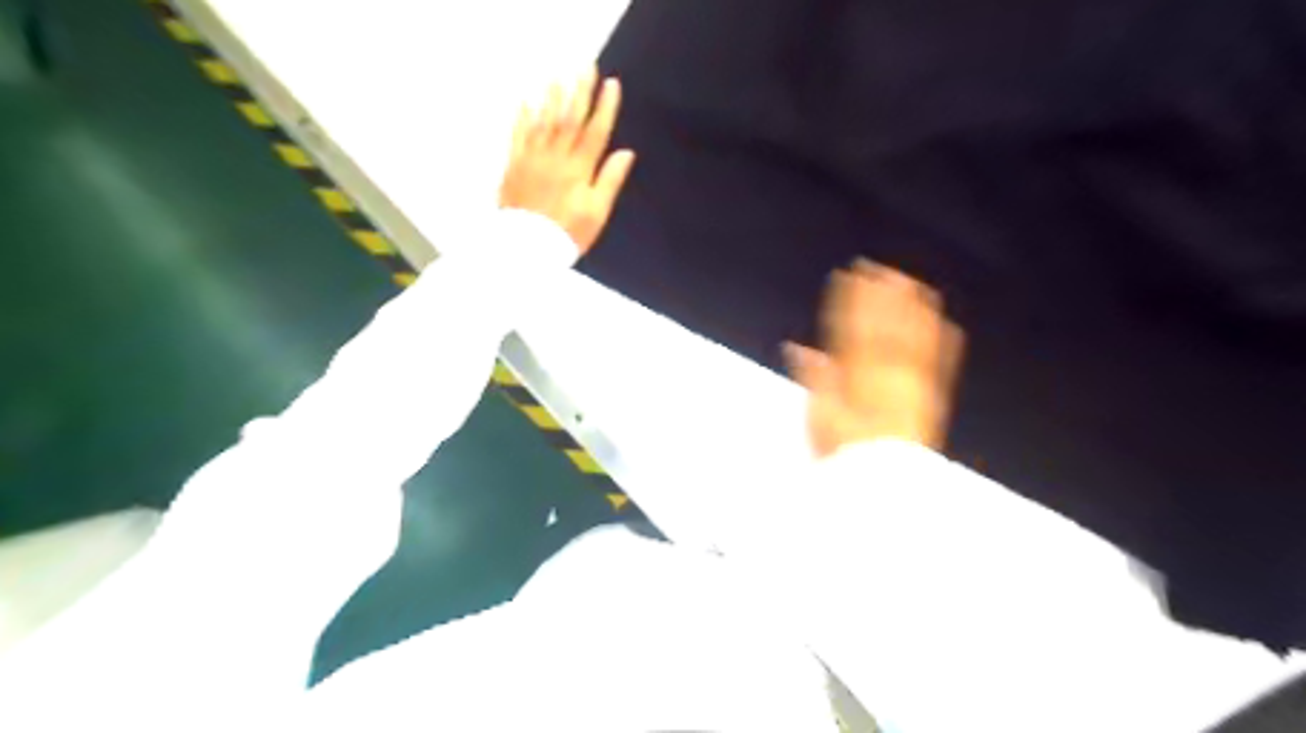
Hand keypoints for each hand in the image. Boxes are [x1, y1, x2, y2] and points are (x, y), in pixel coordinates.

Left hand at [502, 69, 638, 255]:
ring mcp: (532, 159)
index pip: (595, 132)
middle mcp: (556, 158)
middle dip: (580, 92)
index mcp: (579, 170)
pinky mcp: (514, 167)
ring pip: (544, 122)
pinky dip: (523, 118)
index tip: (612, 84)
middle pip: (570, 120)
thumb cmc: (568, 234)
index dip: (605, 107)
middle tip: (587, 68)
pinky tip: (526, 103)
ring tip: (558, 77)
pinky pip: (518, 136)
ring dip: (552, 98)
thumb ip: (610, 181)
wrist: (526, 248)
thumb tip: (626, 153)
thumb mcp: (597, 213)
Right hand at [778, 259, 962, 453]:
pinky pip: (939, 364)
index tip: (848, 276)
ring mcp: (912, 385)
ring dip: (911, 309)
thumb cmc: (845, 453)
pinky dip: (942, 341)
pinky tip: (947, 323)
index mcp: (856, 378)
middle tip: (879, 267)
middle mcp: (887, 376)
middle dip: (880, 295)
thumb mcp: (818, 418)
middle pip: (884, 327)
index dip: (850, 301)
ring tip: (912, 283)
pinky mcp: (930, 399)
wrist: (884, 484)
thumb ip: (814, 380)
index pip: (851, 330)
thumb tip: (799, 347)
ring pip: (913, 338)